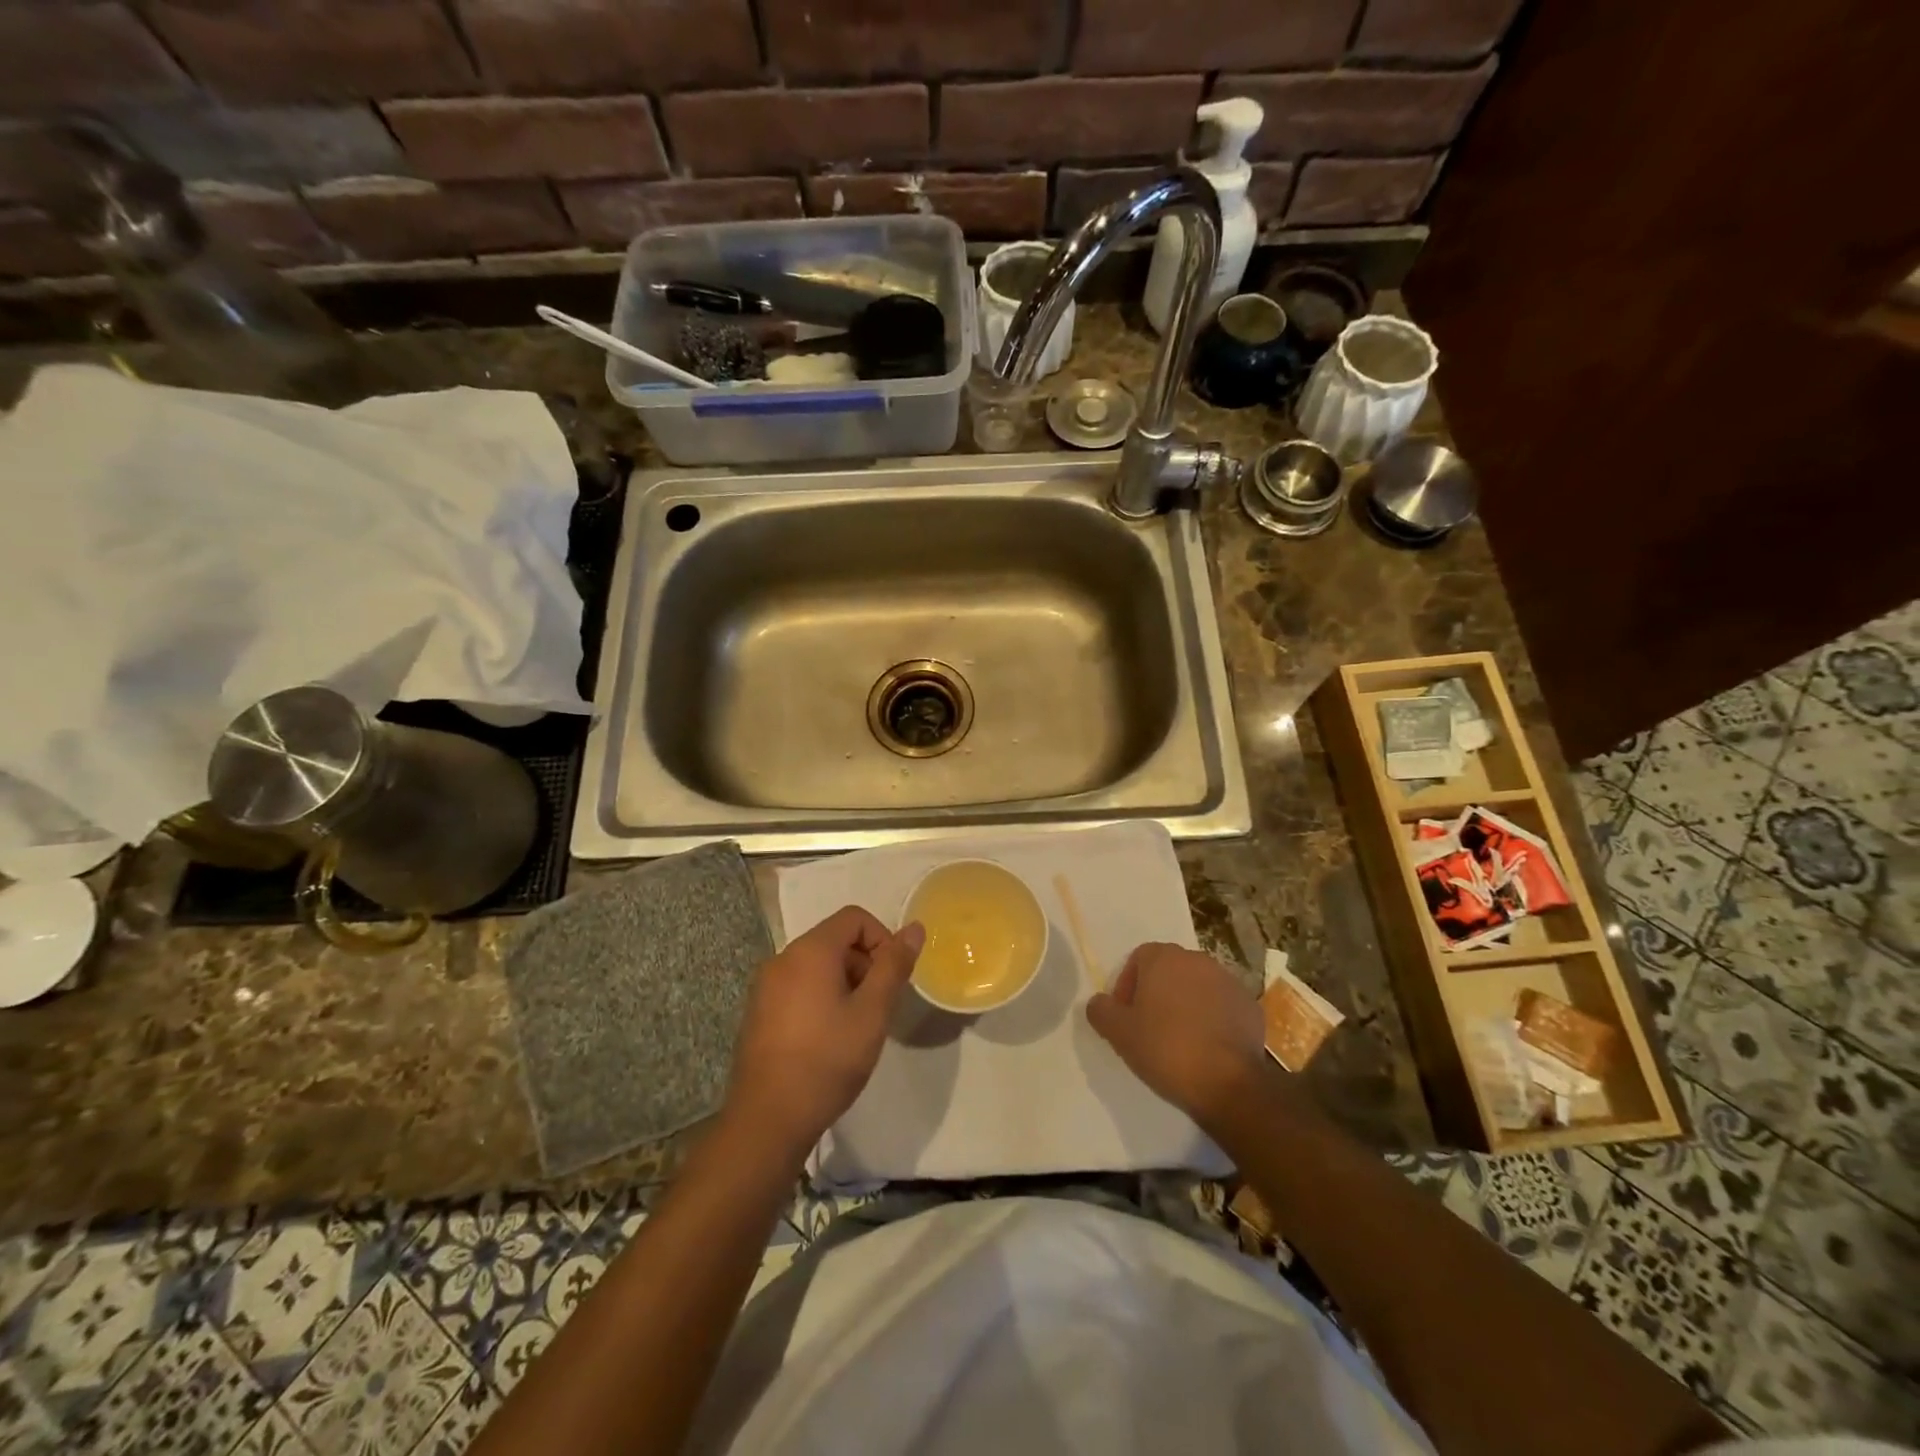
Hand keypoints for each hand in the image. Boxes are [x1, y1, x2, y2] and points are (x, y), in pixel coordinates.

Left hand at [726, 906, 923, 1158]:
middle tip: (878, 1007)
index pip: (854, 918)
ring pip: (817, 965)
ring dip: (845, 983)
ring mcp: (765, 986)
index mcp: (810, 951)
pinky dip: (821, 998)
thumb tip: (915, 928)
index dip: (882, 939)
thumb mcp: (872, 1012)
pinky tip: (828, 1039)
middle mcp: (782, 958)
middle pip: (835, 940)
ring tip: (856, 1027)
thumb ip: (894, 966)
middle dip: (865, 963)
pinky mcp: (759, 1012)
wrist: (767, 1120)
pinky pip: (798, 986)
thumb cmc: (827, 1061)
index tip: (892, 978)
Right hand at [1085, 943, 1266, 1126]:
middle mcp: (1198, 960)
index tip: (1126, 1017)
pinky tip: (1206, 1048)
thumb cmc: (1166, 1049)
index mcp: (1164, 958)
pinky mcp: (1251, 1006)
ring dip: (1186, 1005)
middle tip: (1149, 1028)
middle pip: (1169, 971)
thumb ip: (1101, 1010)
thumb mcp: (1119, 1033)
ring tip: (1179, 1041)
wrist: (1229, 1083)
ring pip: (1197, 987)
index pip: (1138, 959)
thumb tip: (1099, 1002)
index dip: (1127, 986)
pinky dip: (1212, 1020)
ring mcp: (1229, 982)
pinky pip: (1222, 1007)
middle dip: (1157, 993)